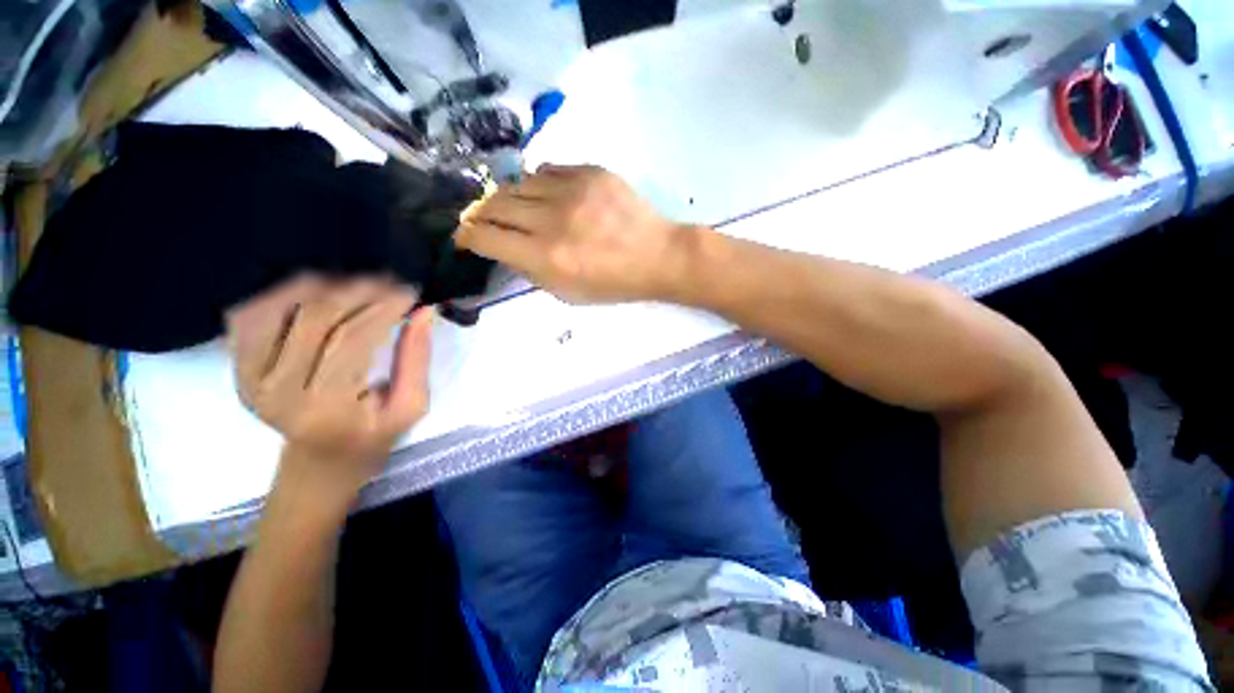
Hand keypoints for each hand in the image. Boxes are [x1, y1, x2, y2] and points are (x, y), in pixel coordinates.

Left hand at [225, 276, 432, 493]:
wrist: (320, 463)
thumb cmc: (374, 436)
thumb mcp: (411, 406)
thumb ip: (417, 358)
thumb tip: (423, 311)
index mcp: (326, 407)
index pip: (353, 338)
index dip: (384, 307)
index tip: (411, 291)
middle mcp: (277, 391)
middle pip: (315, 318)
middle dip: (358, 291)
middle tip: (389, 282)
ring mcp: (248, 378)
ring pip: (279, 308)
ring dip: (321, 286)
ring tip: (357, 283)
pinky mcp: (236, 369)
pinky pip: (250, 316)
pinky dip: (279, 293)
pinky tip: (313, 289)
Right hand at [456, 164, 692, 303]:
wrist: (657, 256)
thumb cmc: (614, 284)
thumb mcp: (568, 293)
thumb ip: (531, 271)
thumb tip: (504, 248)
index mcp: (547, 257)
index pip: (486, 236)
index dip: (467, 235)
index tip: (466, 236)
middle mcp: (552, 220)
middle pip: (494, 203)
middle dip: (482, 214)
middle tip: (486, 220)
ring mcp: (572, 190)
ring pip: (518, 182)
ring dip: (510, 197)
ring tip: (519, 209)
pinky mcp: (590, 171)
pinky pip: (547, 170)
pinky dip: (539, 184)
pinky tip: (546, 196)